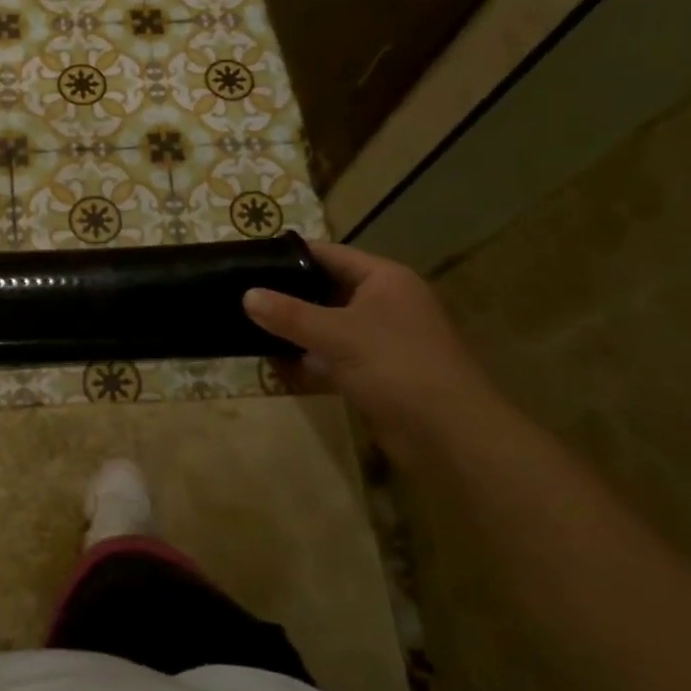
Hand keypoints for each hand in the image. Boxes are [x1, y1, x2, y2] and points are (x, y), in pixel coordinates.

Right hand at [242, 241, 498, 451]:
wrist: (449, 435)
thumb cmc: (396, 367)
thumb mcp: (337, 334)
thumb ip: (289, 314)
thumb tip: (247, 295)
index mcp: (384, 280)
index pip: (330, 255)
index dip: (291, 256)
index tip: (250, 259)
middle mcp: (384, 303)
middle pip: (326, 290)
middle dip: (287, 295)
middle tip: (241, 294)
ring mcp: (380, 340)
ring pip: (327, 325)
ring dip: (295, 330)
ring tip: (248, 326)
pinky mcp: (374, 372)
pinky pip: (332, 357)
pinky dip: (307, 359)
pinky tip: (273, 363)